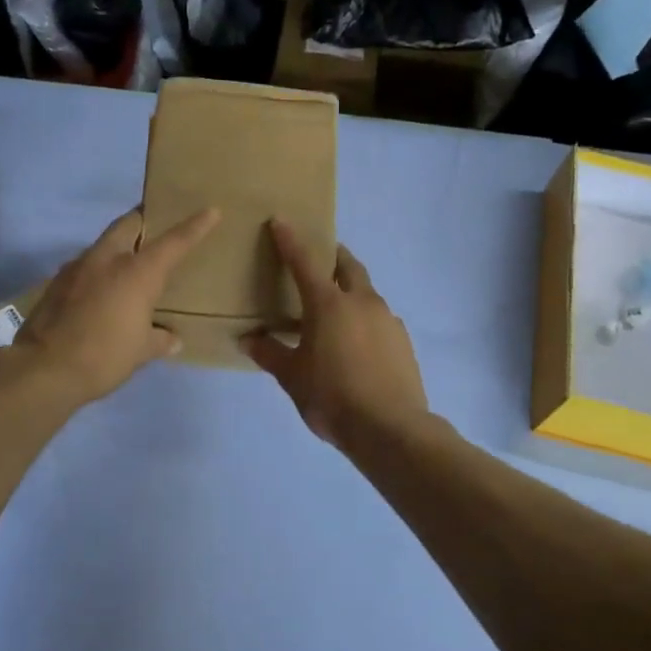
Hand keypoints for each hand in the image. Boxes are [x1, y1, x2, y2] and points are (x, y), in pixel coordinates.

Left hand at [14, 206, 220, 404]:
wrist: (44, 369)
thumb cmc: (104, 357)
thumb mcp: (140, 352)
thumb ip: (159, 340)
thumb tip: (172, 339)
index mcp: (136, 272)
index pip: (173, 242)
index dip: (195, 226)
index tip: (211, 211)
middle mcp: (107, 259)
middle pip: (129, 223)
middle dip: (144, 219)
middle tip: (157, 226)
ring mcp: (78, 267)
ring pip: (104, 243)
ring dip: (119, 246)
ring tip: (129, 264)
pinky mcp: (56, 282)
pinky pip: (85, 265)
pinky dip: (99, 270)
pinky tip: (101, 291)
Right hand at [241, 220, 427, 450]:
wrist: (390, 428)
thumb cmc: (332, 397)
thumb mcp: (293, 377)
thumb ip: (270, 353)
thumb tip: (248, 340)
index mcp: (329, 304)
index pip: (304, 263)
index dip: (290, 241)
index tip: (280, 221)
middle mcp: (361, 302)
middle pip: (348, 266)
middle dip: (333, 256)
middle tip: (319, 259)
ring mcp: (387, 319)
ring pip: (366, 292)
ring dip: (350, 289)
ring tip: (334, 309)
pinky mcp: (402, 340)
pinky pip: (379, 317)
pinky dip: (364, 317)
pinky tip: (355, 341)